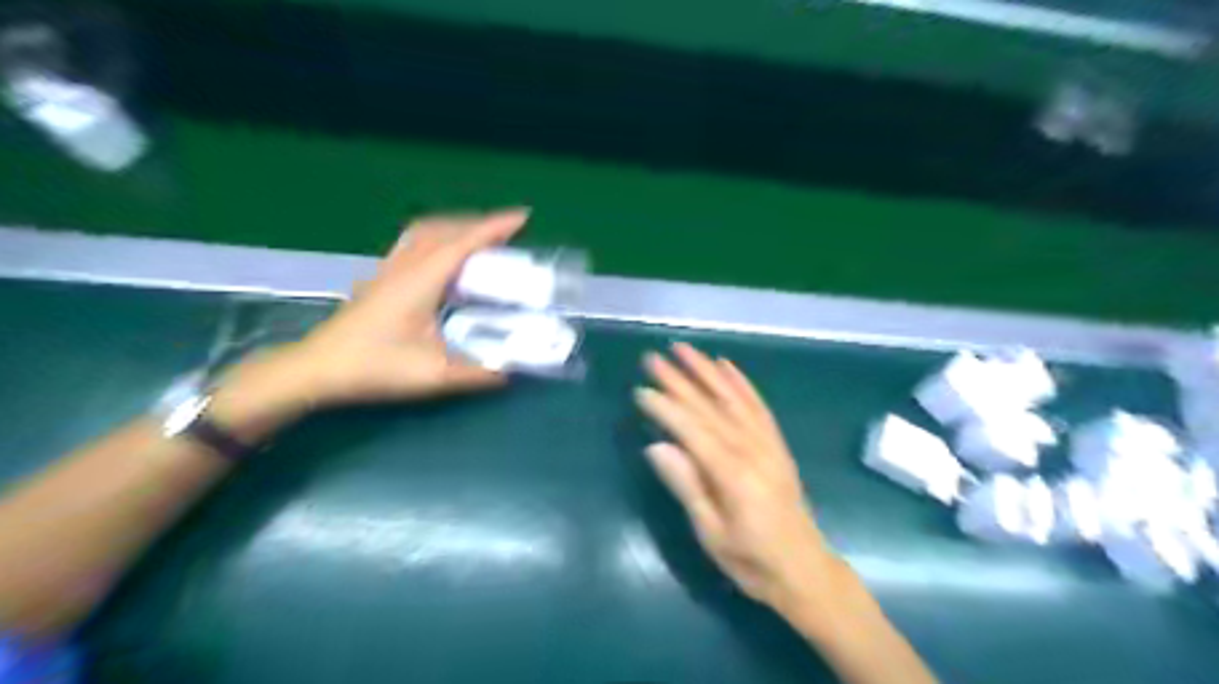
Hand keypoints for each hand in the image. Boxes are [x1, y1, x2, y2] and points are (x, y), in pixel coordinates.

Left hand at [210, 207, 528, 434]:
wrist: (318, 370)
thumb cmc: (375, 367)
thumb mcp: (433, 375)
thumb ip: (477, 373)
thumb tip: (509, 371)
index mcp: (421, 281)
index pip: (463, 243)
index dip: (495, 227)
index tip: (523, 217)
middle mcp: (405, 266)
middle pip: (445, 229)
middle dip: (479, 223)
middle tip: (509, 232)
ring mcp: (388, 270)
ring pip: (426, 232)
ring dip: (457, 227)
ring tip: (480, 238)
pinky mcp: (380, 279)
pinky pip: (414, 244)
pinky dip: (438, 238)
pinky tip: (444, 258)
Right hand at [632, 345, 843, 611]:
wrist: (804, 570)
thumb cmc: (751, 561)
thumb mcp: (711, 534)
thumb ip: (687, 487)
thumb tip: (656, 446)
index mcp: (733, 473)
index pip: (692, 430)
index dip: (665, 408)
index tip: (640, 390)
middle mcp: (752, 449)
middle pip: (709, 407)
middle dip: (679, 380)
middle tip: (653, 358)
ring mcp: (768, 443)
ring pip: (733, 398)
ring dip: (707, 371)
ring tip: (684, 349)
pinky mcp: (777, 444)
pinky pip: (758, 406)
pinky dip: (741, 383)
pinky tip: (726, 366)